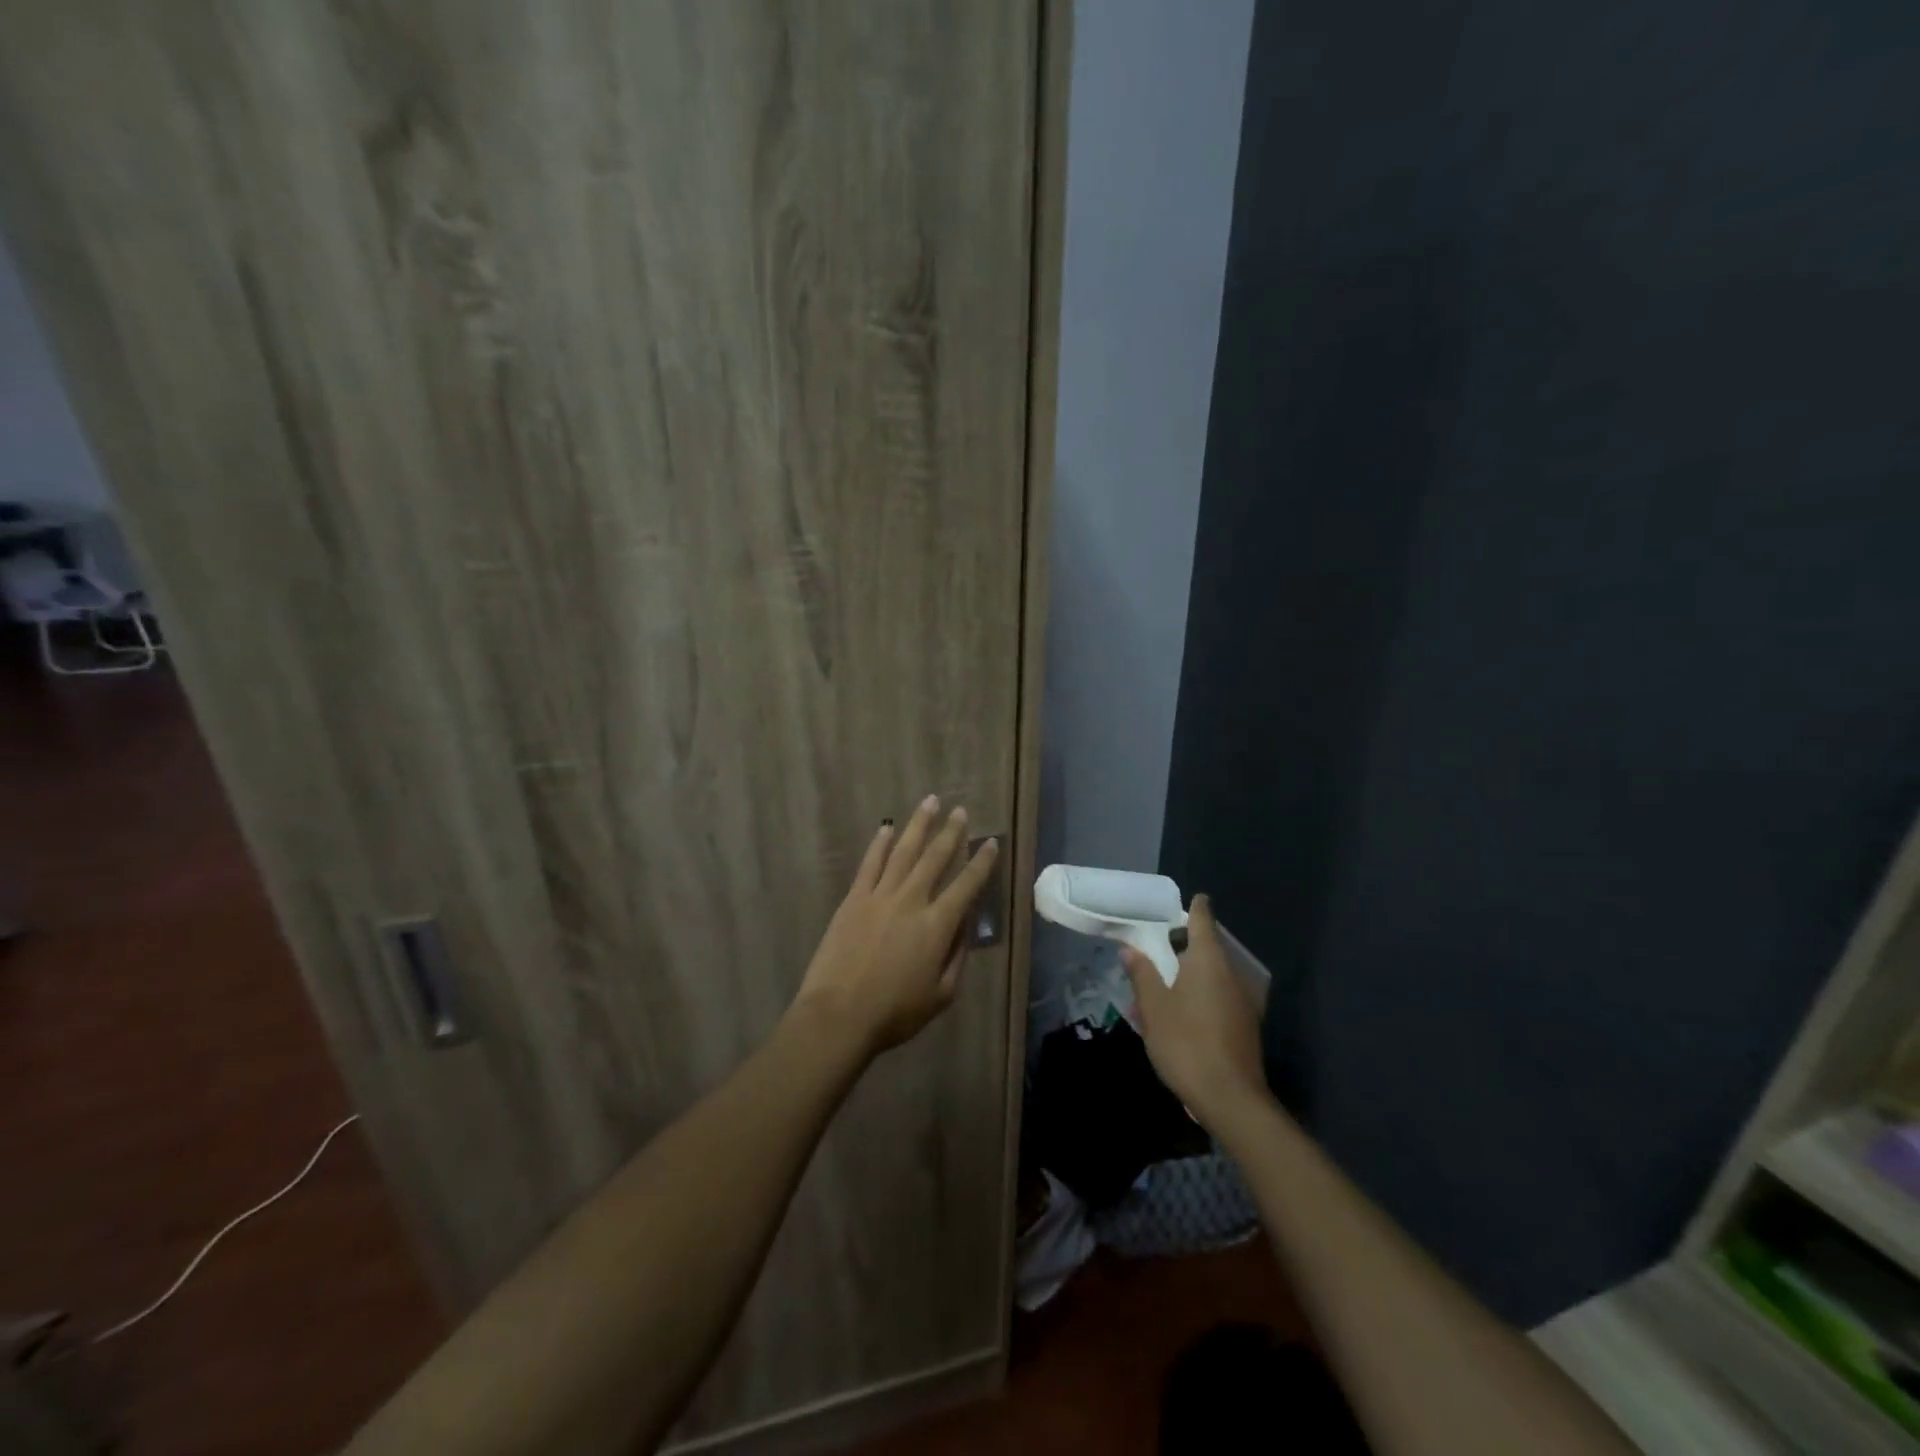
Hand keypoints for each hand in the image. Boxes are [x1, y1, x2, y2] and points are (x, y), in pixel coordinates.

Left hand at [791, 796, 1000, 1058]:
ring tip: (930, 802)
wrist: (839, 1014)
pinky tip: (887, 828)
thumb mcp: (941, 995)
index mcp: (938, 925)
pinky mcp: (854, 899)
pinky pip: (870, 864)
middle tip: (960, 811)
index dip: (982, 863)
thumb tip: (965, 927)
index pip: (967, 885)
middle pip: (935, 858)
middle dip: (951, 832)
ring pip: (904, 851)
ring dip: (919, 825)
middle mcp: (912, 901)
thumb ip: (957, 957)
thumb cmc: (894, 1012)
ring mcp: (880, 896)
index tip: (991, 842)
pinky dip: (879, 844)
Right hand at [1121, 894, 1268, 1134]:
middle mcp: (1231, 974)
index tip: (1191, 898)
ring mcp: (1243, 1001)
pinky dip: (1202, 995)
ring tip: (1165, 983)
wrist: (1230, 1099)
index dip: (1196, 907)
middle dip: (1186, 944)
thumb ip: (1142, 974)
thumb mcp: (1154, 1008)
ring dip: (1192, 973)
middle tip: (1160, 946)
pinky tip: (1183, 1013)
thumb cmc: (1186, 1043)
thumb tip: (1130, 949)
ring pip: (1214, 975)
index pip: (1203, 920)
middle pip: (1209, 948)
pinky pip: (1220, 997)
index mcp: (1208, 961)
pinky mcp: (1246, 1026)